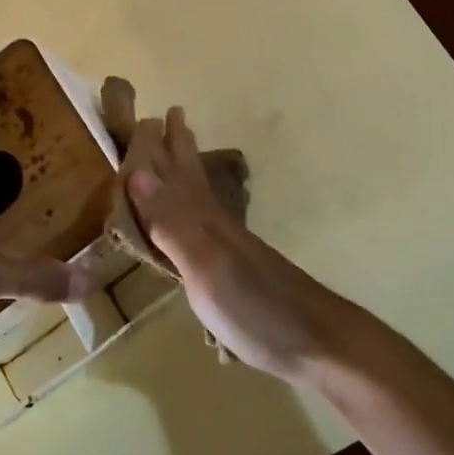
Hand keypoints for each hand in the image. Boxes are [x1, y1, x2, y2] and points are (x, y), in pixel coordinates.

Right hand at [122, 107, 356, 382]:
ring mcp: (233, 249)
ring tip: (178, 159)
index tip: (155, 112)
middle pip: (194, 179)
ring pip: (202, 200)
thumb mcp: (206, 268)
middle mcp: (219, 226)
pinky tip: (198, 223)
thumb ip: (172, 223)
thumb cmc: (255, 307)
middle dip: (180, 149)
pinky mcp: (239, 272)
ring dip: (187, 176)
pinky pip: (208, 228)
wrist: (316, 342)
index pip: (179, 173)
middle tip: (171, 116)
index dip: (166, 146)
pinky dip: (196, 214)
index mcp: (207, 221)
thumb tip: (137, 171)